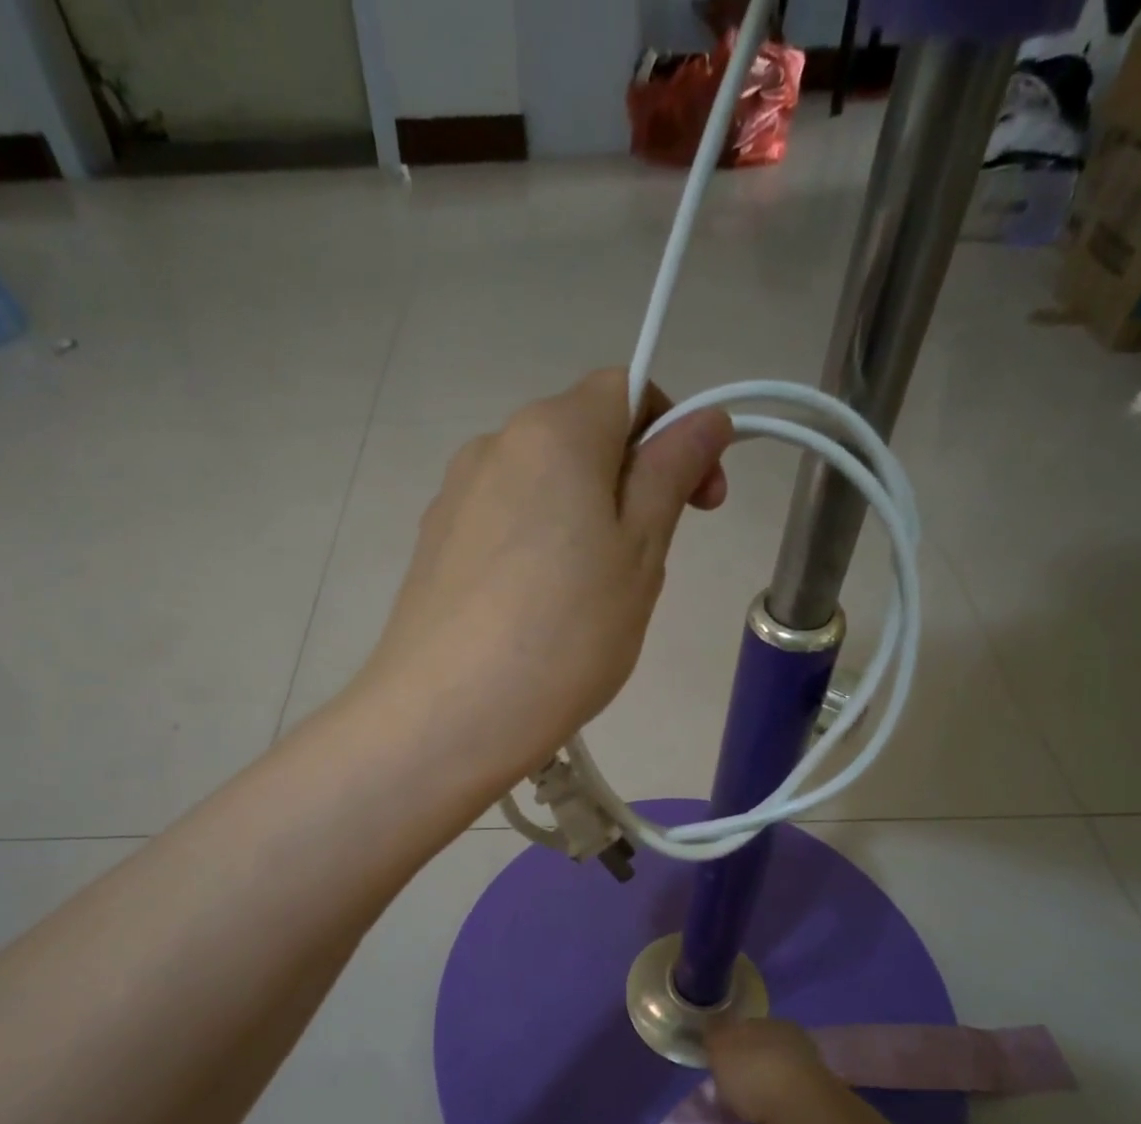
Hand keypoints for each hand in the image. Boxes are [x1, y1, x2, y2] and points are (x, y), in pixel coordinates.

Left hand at [361, 370, 731, 788]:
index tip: (699, 500)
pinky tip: (535, 613)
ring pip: (541, 486)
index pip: (627, 388)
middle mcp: (493, 445)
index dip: (673, 430)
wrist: (444, 718)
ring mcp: (454, 497)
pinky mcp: (432, 544)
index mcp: (552, 432)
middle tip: (643, 567)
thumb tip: (707, 419)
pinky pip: (503, 524)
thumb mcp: (639, 556)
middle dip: (628, 483)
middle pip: (580, 437)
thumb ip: (670, 475)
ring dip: (582, 519)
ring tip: (587, 602)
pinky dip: (536, 547)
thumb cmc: (564, 636)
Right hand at [706, 1019, 844, 1123]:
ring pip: (768, 1083)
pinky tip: (749, 1122)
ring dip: (753, 1094)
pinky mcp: (807, 1114)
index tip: (711, 1056)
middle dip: (740, 1069)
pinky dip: (763, 1114)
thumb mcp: (720, 1045)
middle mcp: (793, 1048)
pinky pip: (776, 1109)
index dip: (727, 1040)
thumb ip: (713, 1037)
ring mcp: (803, 1082)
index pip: (746, 1027)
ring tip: (732, 1107)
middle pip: (758, 1055)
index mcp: (775, 1024)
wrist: (798, 1119)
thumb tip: (712, 1036)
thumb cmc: (755, 1071)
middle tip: (720, 1084)